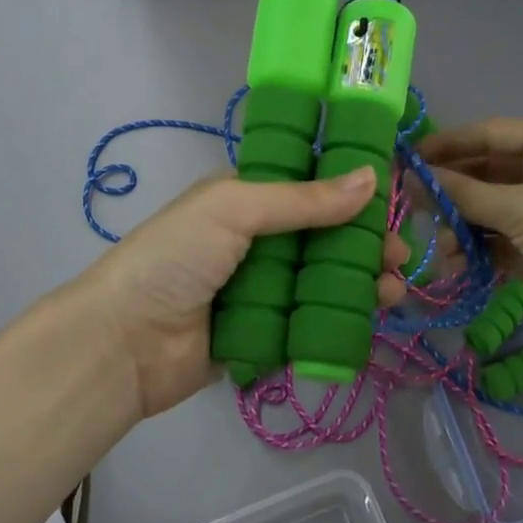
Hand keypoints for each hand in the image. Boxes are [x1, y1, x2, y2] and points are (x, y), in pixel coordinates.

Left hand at [67, 168, 410, 422]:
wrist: (124, 344)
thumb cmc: (175, 259)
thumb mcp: (234, 209)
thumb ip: (302, 199)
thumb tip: (371, 178)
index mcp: (245, 200)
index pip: (307, 186)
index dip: (349, 191)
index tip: (390, 199)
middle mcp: (256, 241)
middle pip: (323, 236)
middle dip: (364, 242)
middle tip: (398, 254)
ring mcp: (261, 289)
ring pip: (323, 279)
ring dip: (362, 281)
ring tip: (393, 289)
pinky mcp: (266, 332)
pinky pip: (311, 319)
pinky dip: (343, 316)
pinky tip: (372, 316)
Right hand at [419, 120, 522, 356]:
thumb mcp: (521, 208)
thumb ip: (464, 193)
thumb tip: (413, 179)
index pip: (492, 134)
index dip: (449, 144)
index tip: (408, 158)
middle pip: (486, 172)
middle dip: (451, 188)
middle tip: (411, 202)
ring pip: (486, 210)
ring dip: (459, 224)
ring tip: (438, 242)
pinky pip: (494, 242)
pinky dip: (472, 250)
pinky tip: (453, 263)